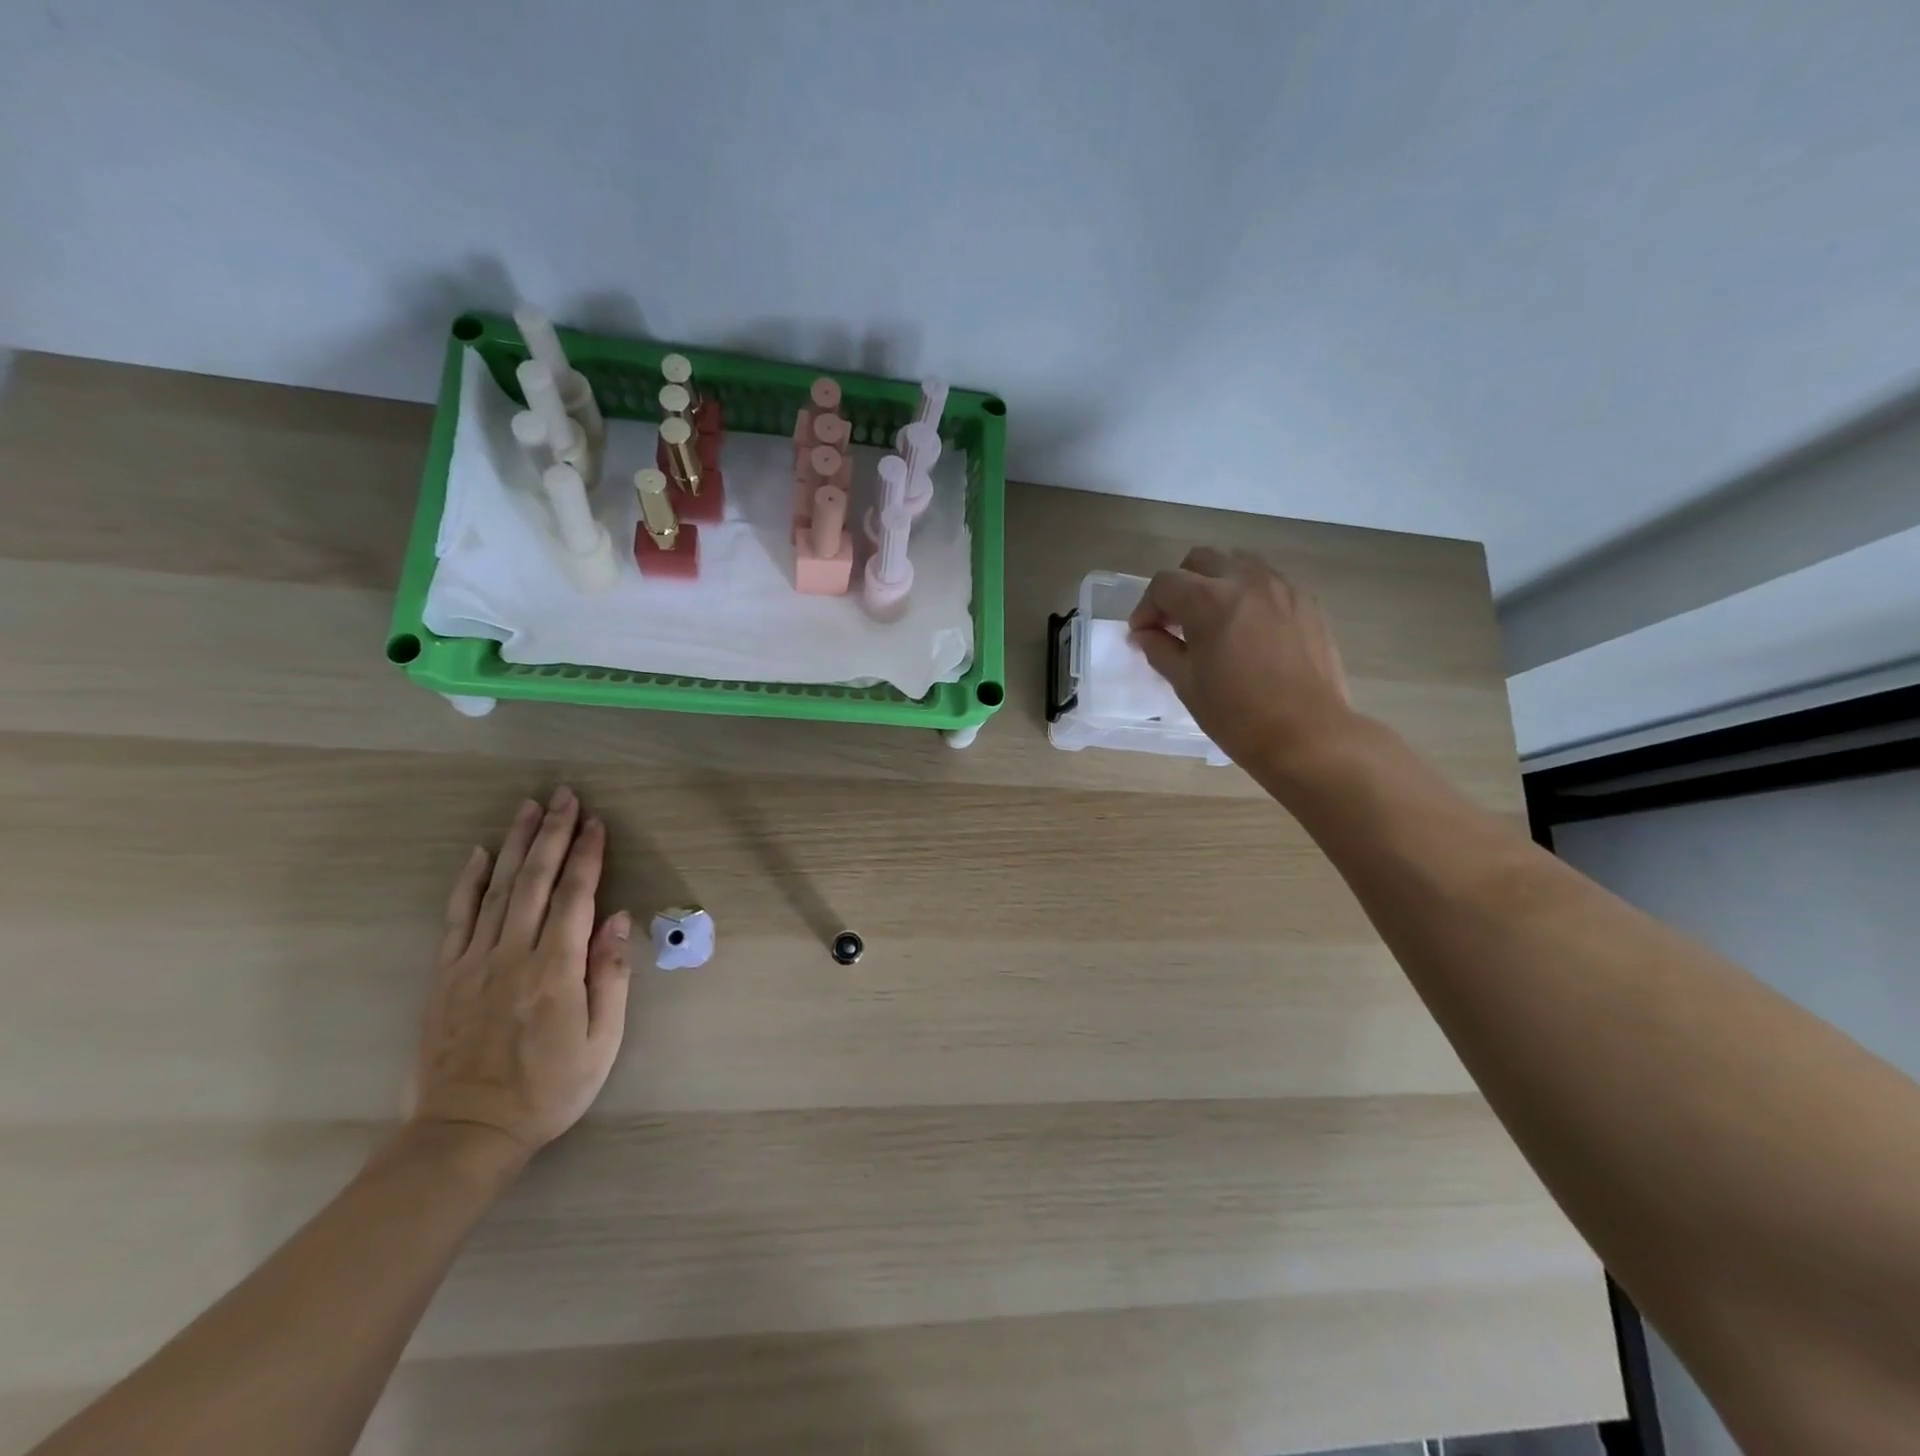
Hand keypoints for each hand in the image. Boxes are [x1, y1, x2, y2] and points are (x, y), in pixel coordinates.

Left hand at [411, 788, 632, 1164]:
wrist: (468, 1131)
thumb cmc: (551, 1088)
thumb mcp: (603, 1040)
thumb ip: (610, 974)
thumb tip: (619, 918)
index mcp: (556, 969)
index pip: (576, 897)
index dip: (588, 855)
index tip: (598, 821)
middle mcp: (513, 954)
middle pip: (535, 881)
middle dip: (554, 834)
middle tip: (565, 796)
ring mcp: (473, 962)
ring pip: (497, 889)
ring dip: (516, 844)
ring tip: (530, 808)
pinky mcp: (446, 976)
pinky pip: (457, 918)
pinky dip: (469, 882)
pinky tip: (479, 854)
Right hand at [1129, 547, 1354, 772]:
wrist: (1308, 735)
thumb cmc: (1237, 714)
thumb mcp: (1186, 684)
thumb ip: (1160, 649)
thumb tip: (1144, 634)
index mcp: (1208, 600)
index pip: (1164, 584)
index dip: (1146, 608)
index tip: (1144, 635)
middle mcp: (1245, 580)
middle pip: (1200, 561)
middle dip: (1180, 586)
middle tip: (1175, 623)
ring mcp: (1281, 588)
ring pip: (1237, 564)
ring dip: (1215, 583)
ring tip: (1212, 620)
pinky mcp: (1306, 602)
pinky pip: (1268, 582)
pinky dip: (1247, 595)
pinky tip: (1247, 630)